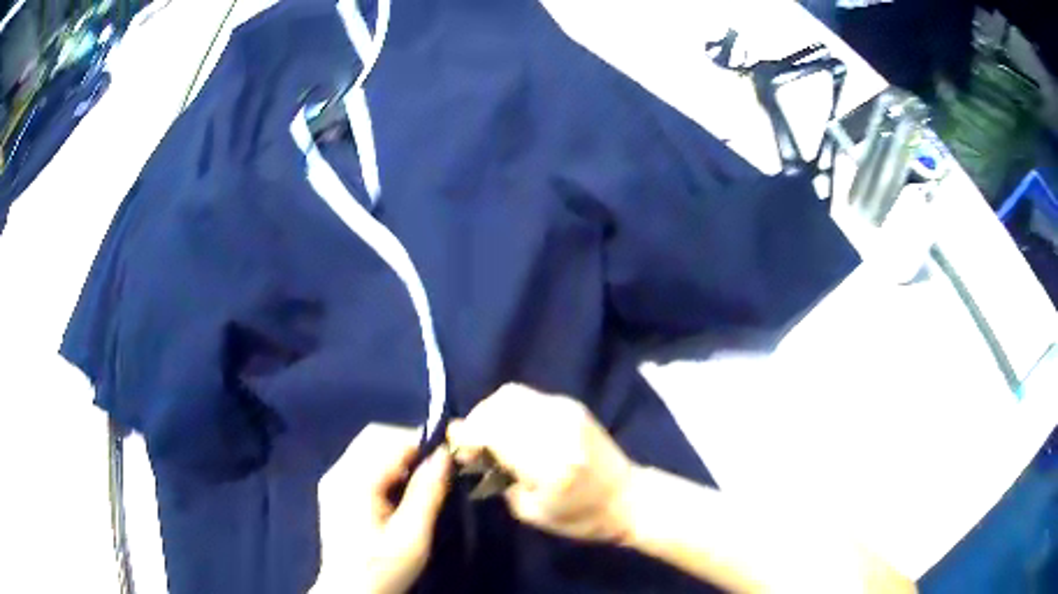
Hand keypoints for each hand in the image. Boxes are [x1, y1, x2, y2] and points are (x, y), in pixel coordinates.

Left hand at [315, 424, 450, 593]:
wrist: (349, 593)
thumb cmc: (383, 569)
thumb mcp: (412, 537)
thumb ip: (427, 493)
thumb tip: (445, 455)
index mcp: (354, 482)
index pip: (390, 441)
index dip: (424, 441)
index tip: (453, 451)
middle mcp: (338, 472)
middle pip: (375, 437)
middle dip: (411, 444)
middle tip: (439, 465)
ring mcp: (333, 480)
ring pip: (369, 447)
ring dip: (400, 454)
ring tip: (425, 476)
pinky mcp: (335, 490)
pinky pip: (363, 462)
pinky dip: (387, 465)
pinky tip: (402, 488)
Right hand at [447, 384, 634, 543]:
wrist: (627, 498)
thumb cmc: (579, 517)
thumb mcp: (530, 511)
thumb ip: (497, 477)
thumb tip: (467, 447)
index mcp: (550, 464)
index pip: (493, 432)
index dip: (468, 437)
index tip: (462, 453)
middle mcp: (558, 429)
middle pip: (500, 405)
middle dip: (477, 422)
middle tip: (474, 447)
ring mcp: (567, 411)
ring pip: (511, 394)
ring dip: (491, 412)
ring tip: (490, 437)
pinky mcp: (572, 405)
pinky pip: (528, 396)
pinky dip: (509, 409)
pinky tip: (511, 430)